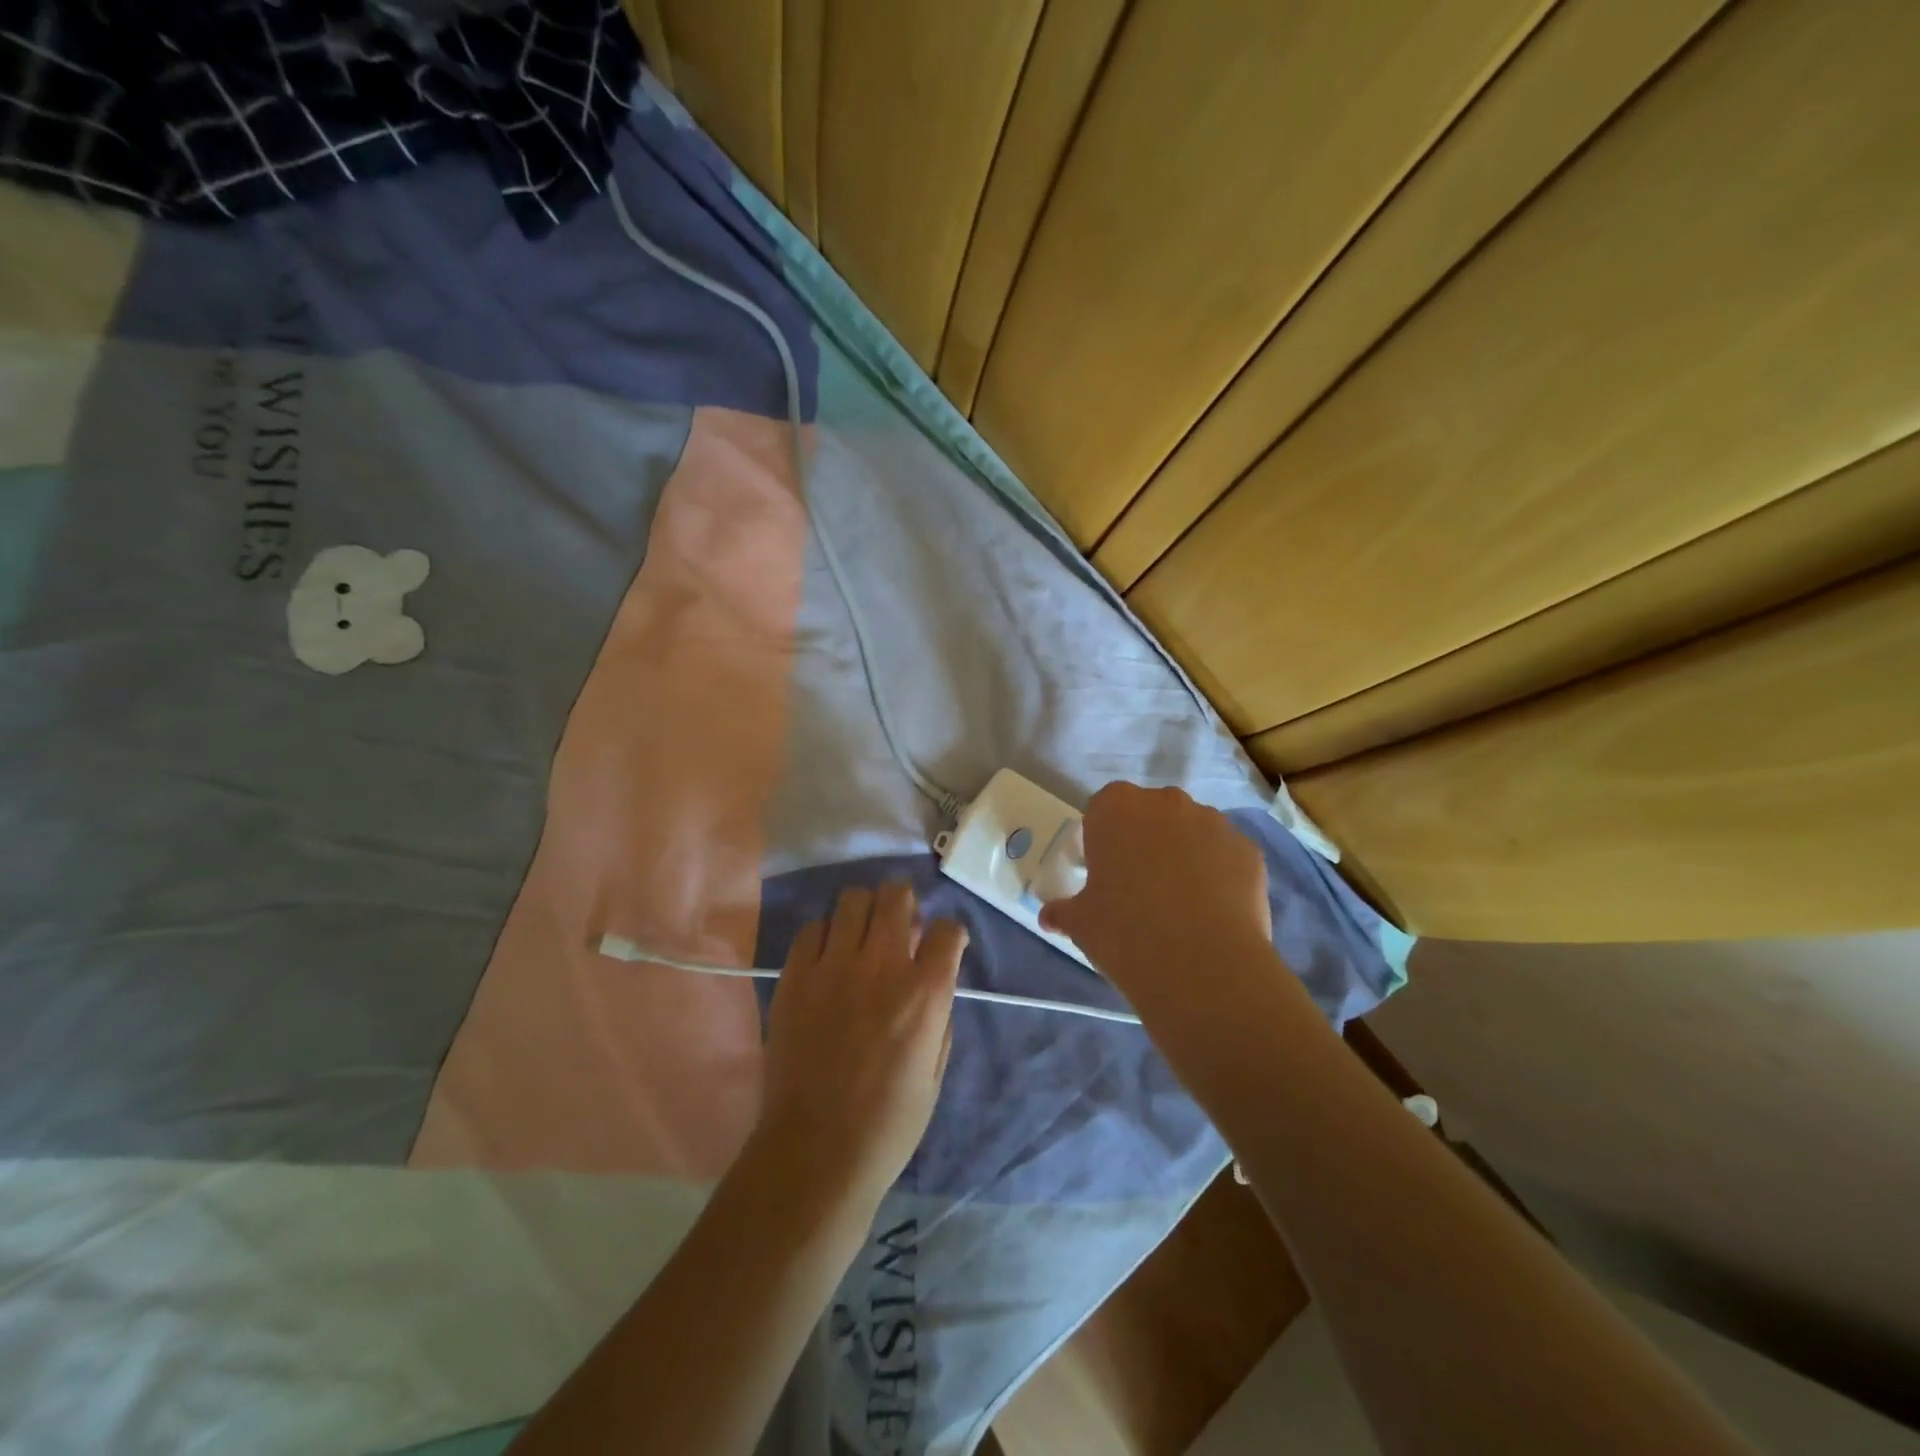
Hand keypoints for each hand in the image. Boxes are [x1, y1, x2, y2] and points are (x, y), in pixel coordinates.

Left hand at [756, 883, 967, 1207]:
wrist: (816, 1151)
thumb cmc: (889, 1123)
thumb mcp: (936, 1071)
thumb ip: (940, 1015)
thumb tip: (934, 980)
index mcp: (925, 992)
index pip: (948, 929)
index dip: (950, 932)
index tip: (943, 943)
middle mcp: (882, 965)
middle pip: (897, 896)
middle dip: (905, 901)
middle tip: (900, 920)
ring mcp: (834, 966)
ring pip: (852, 900)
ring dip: (865, 910)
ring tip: (862, 932)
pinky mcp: (795, 976)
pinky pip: (811, 928)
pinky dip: (825, 934)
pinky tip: (827, 956)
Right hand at [1039, 783, 1272, 1010]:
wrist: (1200, 964)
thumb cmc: (1124, 930)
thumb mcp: (1081, 923)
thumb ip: (1064, 911)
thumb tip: (1050, 917)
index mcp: (1116, 807)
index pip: (1103, 809)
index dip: (1104, 840)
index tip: (1105, 873)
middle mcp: (1166, 802)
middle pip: (1151, 814)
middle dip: (1146, 842)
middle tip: (1140, 889)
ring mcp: (1213, 822)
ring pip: (1192, 832)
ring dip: (1184, 855)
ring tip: (1182, 905)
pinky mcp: (1249, 850)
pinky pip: (1225, 856)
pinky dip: (1219, 875)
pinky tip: (1213, 913)